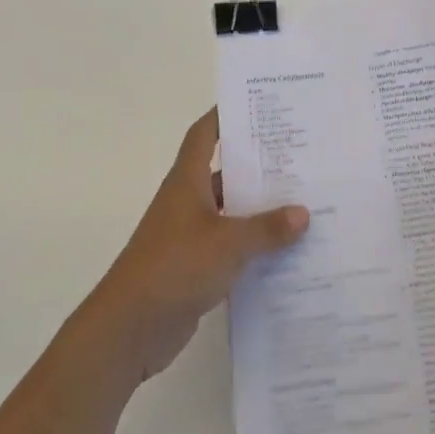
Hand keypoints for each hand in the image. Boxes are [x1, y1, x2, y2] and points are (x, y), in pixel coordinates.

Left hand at [87, 109, 308, 382]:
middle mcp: (188, 202)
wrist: (128, 330)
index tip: (258, 104)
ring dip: (262, 210)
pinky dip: (256, 246)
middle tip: (303, 156)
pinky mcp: (196, 267)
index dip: (225, 115)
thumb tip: (303, 213)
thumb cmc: (174, 268)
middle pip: (227, 173)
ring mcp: (191, 236)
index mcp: (188, 182)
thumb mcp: (228, 243)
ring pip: (233, 213)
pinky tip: (289, 250)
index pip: (204, 134)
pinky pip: (233, 247)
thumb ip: (267, 228)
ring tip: (306, 202)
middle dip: (261, 166)